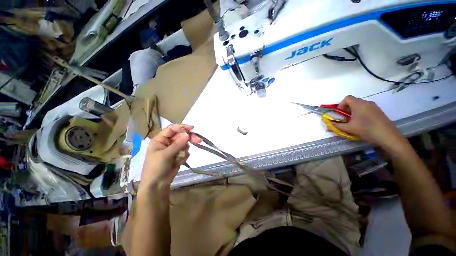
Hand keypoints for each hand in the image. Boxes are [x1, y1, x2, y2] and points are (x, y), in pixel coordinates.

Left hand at [139, 124, 201, 192]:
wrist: (157, 185)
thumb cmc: (156, 168)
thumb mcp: (165, 155)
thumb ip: (177, 144)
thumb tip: (187, 134)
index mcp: (160, 140)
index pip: (172, 129)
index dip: (182, 127)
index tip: (192, 128)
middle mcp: (167, 142)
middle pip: (181, 136)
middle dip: (189, 138)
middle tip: (198, 141)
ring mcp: (173, 149)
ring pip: (184, 144)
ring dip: (184, 150)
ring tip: (180, 158)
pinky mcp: (178, 155)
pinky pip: (185, 151)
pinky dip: (184, 156)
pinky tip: (179, 162)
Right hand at [333, 96, 404, 148]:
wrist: (388, 136)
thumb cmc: (366, 129)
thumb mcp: (349, 128)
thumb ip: (337, 125)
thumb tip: (329, 124)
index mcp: (358, 104)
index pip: (347, 98)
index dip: (341, 104)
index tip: (339, 113)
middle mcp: (366, 102)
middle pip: (353, 101)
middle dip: (346, 108)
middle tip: (345, 118)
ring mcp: (374, 106)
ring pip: (360, 105)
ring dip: (354, 111)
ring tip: (353, 121)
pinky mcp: (379, 111)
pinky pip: (367, 108)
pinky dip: (361, 113)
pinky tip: (362, 122)